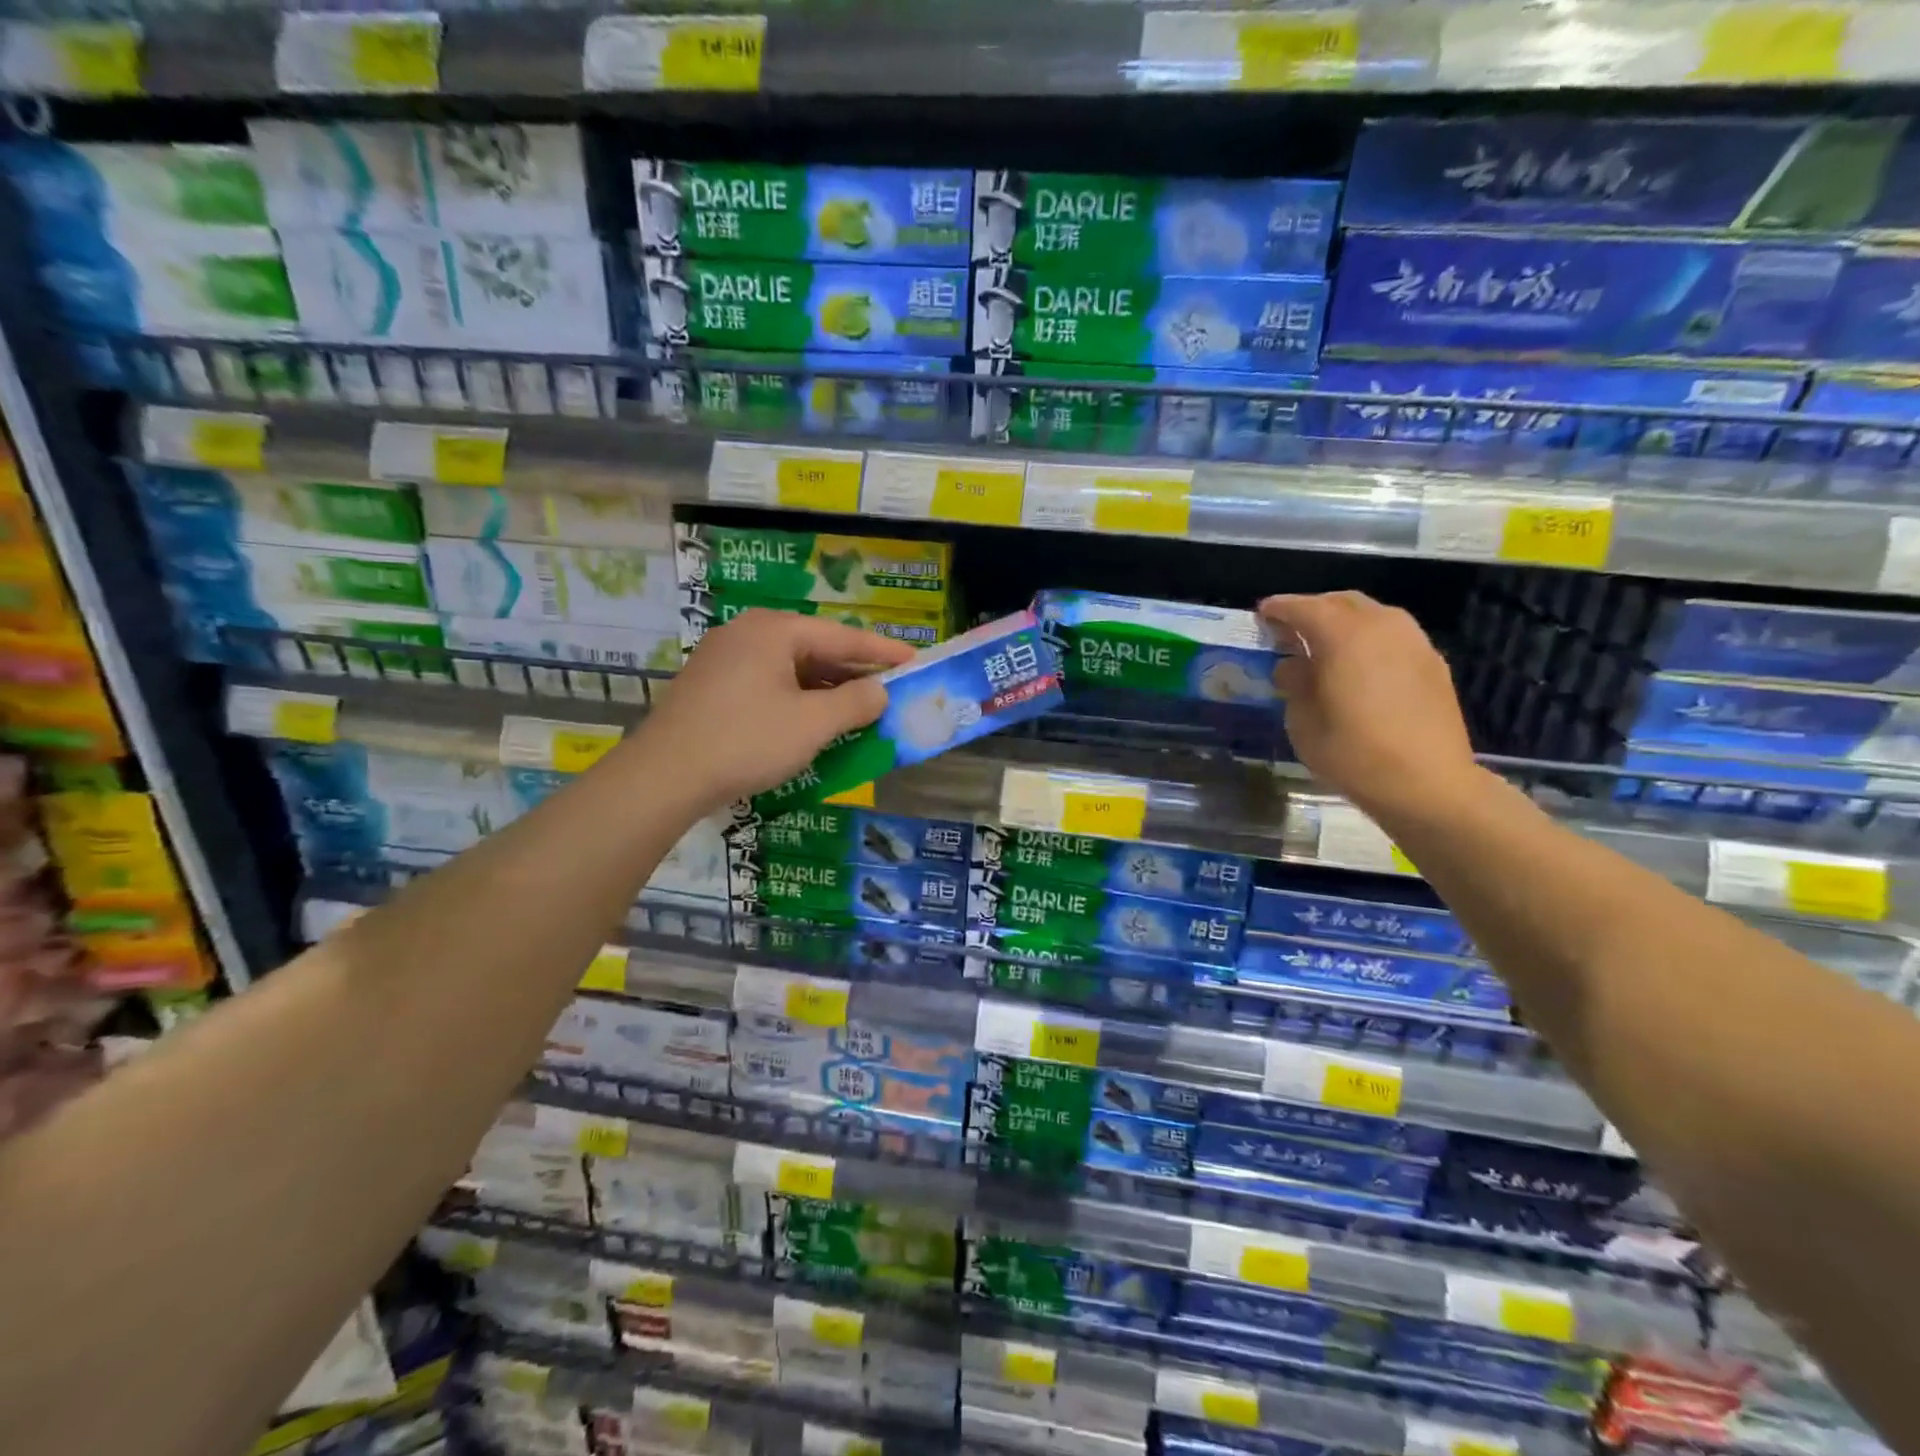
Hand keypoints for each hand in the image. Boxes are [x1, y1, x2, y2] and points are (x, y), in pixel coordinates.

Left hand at [632, 607, 915, 810]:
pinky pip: (768, 683)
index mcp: (775, 631)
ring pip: (790, 668)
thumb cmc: (746, 741)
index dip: (883, 652)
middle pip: (815, 648)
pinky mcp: (711, 685)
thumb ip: (855, 703)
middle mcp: (748, 633)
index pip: (843, 636)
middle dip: (853, 672)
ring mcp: (724, 658)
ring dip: (826, 689)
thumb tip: (880, 692)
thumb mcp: (812, 724)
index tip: (915, 660)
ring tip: (858, 708)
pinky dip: (797, 698)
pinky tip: (813, 721)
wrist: (664, 776)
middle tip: (890, 688)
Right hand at [1259, 592, 1478, 823]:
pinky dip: (1370, 638)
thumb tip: (1293, 665)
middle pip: (1341, 602)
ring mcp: (1413, 642)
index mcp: (1344, 636)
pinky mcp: (1433, 662)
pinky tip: (1360, 664)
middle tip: (1291, 628)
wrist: (1428, 784)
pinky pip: (1394, 635)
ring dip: (1345, 621)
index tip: (1262, 613)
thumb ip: (1295, 684)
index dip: (1280, 608)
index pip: (1304, 608)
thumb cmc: (1354, 755)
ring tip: (1325, 644)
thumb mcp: (1303, 723)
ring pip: (1372, 614)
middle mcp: (1382, 627)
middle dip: (1314, 609)